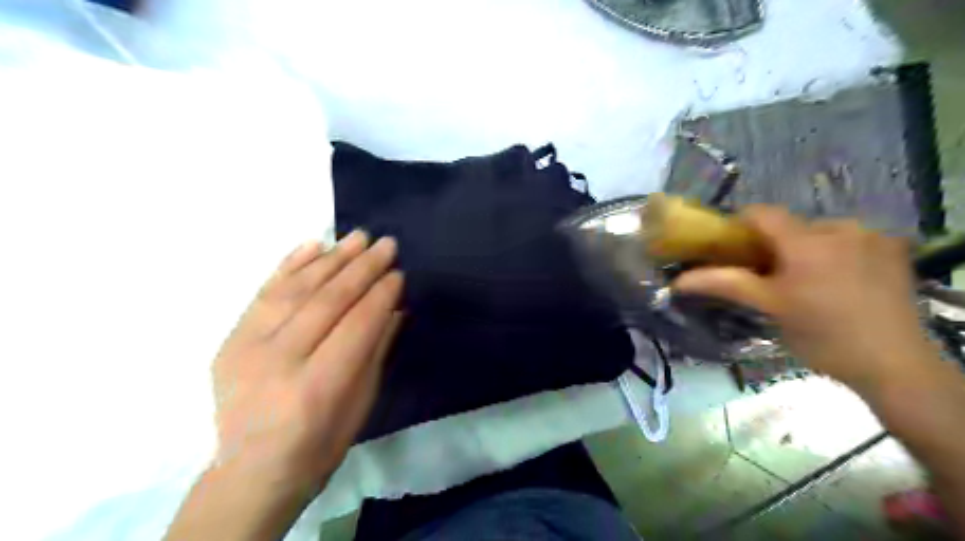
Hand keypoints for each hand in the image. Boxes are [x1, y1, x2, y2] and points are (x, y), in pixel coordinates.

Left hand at [212, 230, 401, 491]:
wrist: (250, 471)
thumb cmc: (319, 445)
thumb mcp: (360, 405)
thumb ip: (375, 350)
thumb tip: (395, 307)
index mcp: (316, 387)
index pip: (357, 325)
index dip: (381, 295)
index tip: (399, 273)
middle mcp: (278, 361)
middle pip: (328, 300)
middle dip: (362, 268)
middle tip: (386, 244)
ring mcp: (247, 346)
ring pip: (296, 288)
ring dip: (332, 258)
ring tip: (358, 236)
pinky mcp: (230, 339)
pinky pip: (264, 292)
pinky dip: (290, 264)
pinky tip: (314, 244)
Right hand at [673, 205, 935, 389]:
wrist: (893, 366)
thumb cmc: (821, 335)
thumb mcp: (768, 307)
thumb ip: (724, 284)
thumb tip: (678, 280)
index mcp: (807, 241)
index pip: (761, 213)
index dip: (738, 225)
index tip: (729, 248)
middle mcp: (841, 228)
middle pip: (790, 225)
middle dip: (772, 245)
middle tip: (765, 275)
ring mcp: (872, 237)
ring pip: (819, 233)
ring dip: (803, 249)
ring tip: (802, 282)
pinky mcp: (892, 250)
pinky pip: (847, 240)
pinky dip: (831, 253)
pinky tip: (835, 282)